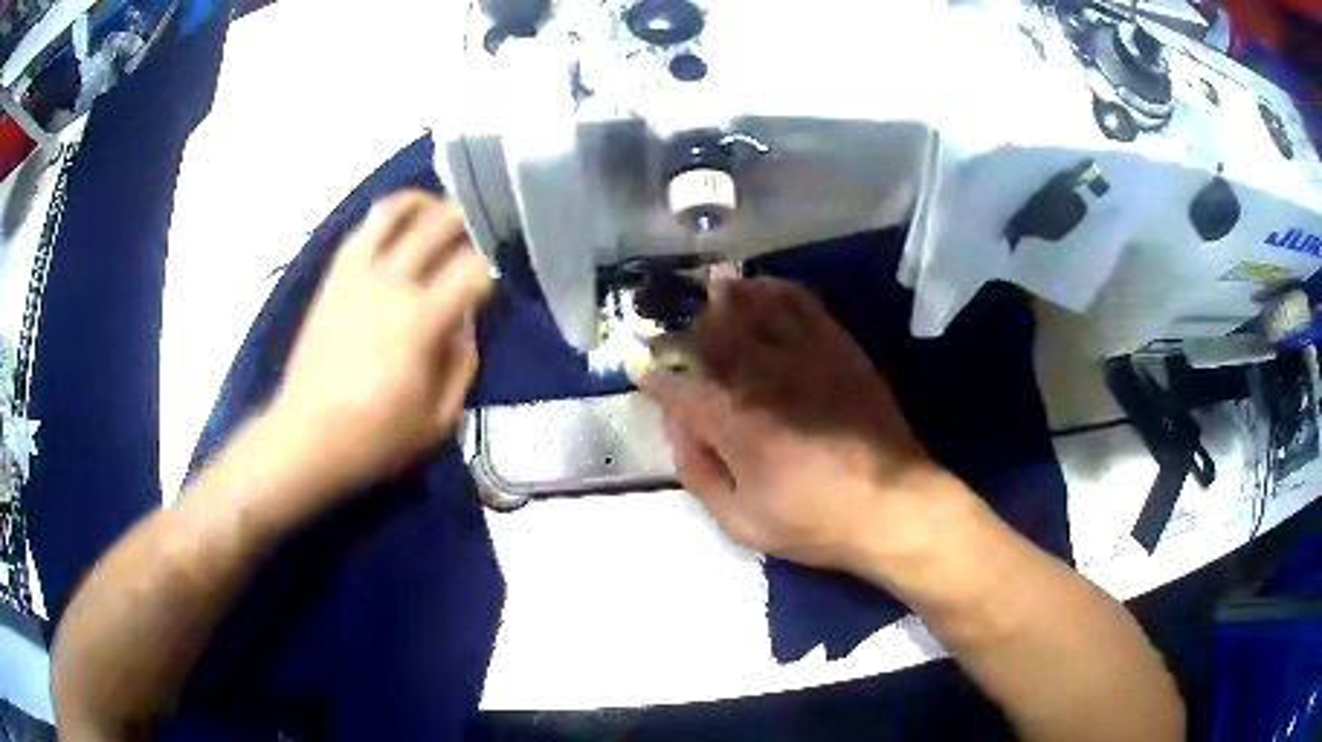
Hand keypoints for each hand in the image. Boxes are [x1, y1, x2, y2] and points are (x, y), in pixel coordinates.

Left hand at [267, 191, 491, 492]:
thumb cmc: (374, 438)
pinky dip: (389, 217)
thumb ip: (462, 365)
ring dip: (426, 203)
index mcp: (420, 321)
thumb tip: (466, 324)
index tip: (496, 280)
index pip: (473, 269)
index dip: (493, 268)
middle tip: (480, 234)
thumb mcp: (438, 420)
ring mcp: (358, 274)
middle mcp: (390, 283)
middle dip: (470, 222)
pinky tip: (401, 229)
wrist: (305, 436)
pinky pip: (364, 228)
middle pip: (440, 225)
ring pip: (396, 210)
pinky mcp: (335, 276)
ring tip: (439, 213)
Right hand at [637, 278, 959, 574]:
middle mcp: (763, 375)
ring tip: (710, 287)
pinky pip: (801, 304)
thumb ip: (698, 472)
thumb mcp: (741, 521)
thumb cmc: (814, 522)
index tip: (639, 370)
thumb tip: (677, 427)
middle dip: (681, 324)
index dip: (653, 378)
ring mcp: (804, 355)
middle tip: (665, 319)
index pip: (678, 387)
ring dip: (726, 295)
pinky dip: (776, 289)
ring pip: (754, 307)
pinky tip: (763, 287)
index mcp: (733, 421)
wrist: (894, 505)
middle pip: (710, 334)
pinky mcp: (838, 347)